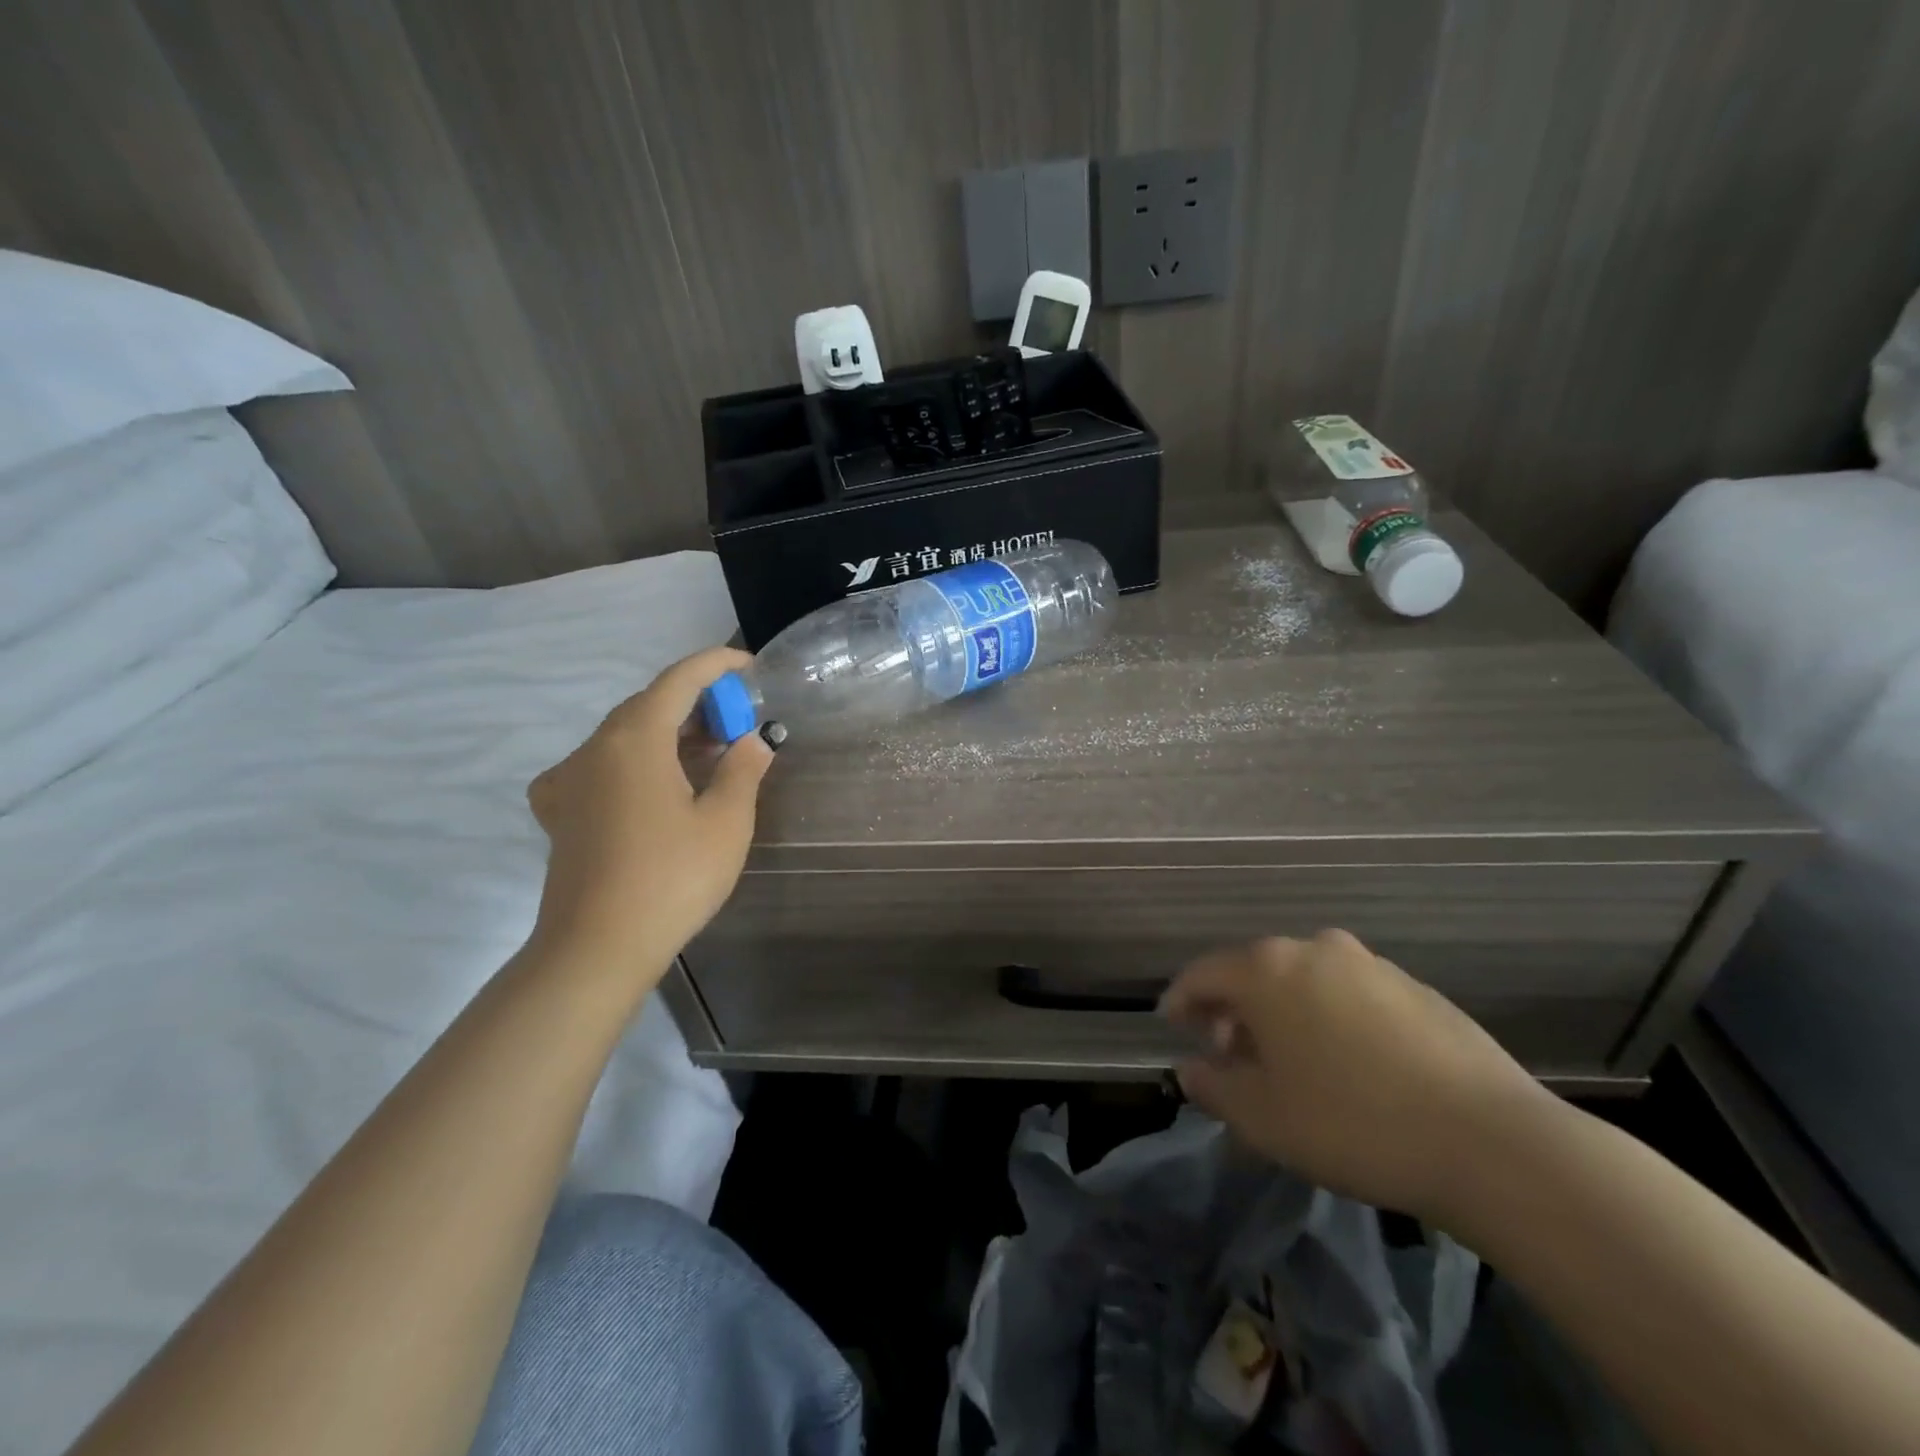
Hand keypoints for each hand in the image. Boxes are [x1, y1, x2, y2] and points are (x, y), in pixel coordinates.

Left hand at [525, 647, 774, 980]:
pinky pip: (600, 766)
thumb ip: (742, 771)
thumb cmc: (671, 879)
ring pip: (625, 735)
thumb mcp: (726, 823)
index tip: (749, 664)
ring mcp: (570, 779)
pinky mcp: (560, 811)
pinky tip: (652, 785)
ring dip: (669, 733)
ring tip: (709, 754)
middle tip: (738, 723)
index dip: (716, 663)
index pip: (679, 679)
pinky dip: (636, 761)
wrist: (597, 948)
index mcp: (635, 739)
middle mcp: (594, 747)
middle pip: (649, 704)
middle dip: (697, 704)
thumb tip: (752, 741)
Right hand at [1161, 930, 1555, 1222]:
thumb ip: (1212, 1087)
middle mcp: (1314, 950)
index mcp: (1268, 969)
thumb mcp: (1262, 1118)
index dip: (1181, 999)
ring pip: (1304, 980)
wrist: (1491, 1143)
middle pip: (1255, 972)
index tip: (1170, 1023)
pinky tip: (1346, 1064)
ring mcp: (1370, 965)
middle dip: (1233, 1010)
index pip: (1203, 973)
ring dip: (1282, 1012)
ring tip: (1288, 1062)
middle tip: (1229, 1055)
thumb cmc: (1352, 1123)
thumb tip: (1190, 1069)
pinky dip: (1329, 1017)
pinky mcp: (1416, 988)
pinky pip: (1349, 994)